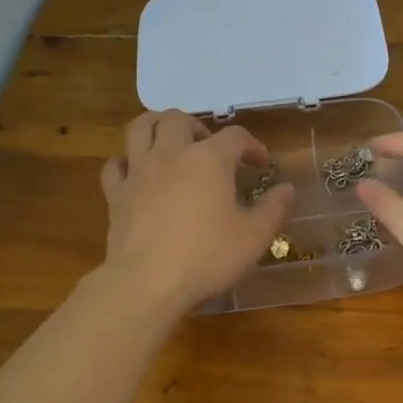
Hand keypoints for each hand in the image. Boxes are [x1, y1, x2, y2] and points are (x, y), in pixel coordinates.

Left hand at [100, 111, 294, 311]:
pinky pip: (115, 165)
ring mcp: (139, 171)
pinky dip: (127, 162)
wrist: (146, 284)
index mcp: (209, 159)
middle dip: (198, 127)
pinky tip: (137, 174)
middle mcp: (172, 154)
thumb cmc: (206, 257)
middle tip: (210, 150)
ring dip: (157, 127)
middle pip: (179, 119)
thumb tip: (287, 189)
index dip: (251, 146)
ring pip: (141, 128)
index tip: (261, 165)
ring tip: (171, 143)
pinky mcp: (116, 194)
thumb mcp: (254, 237)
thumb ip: (274, 209)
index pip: (235, 137)